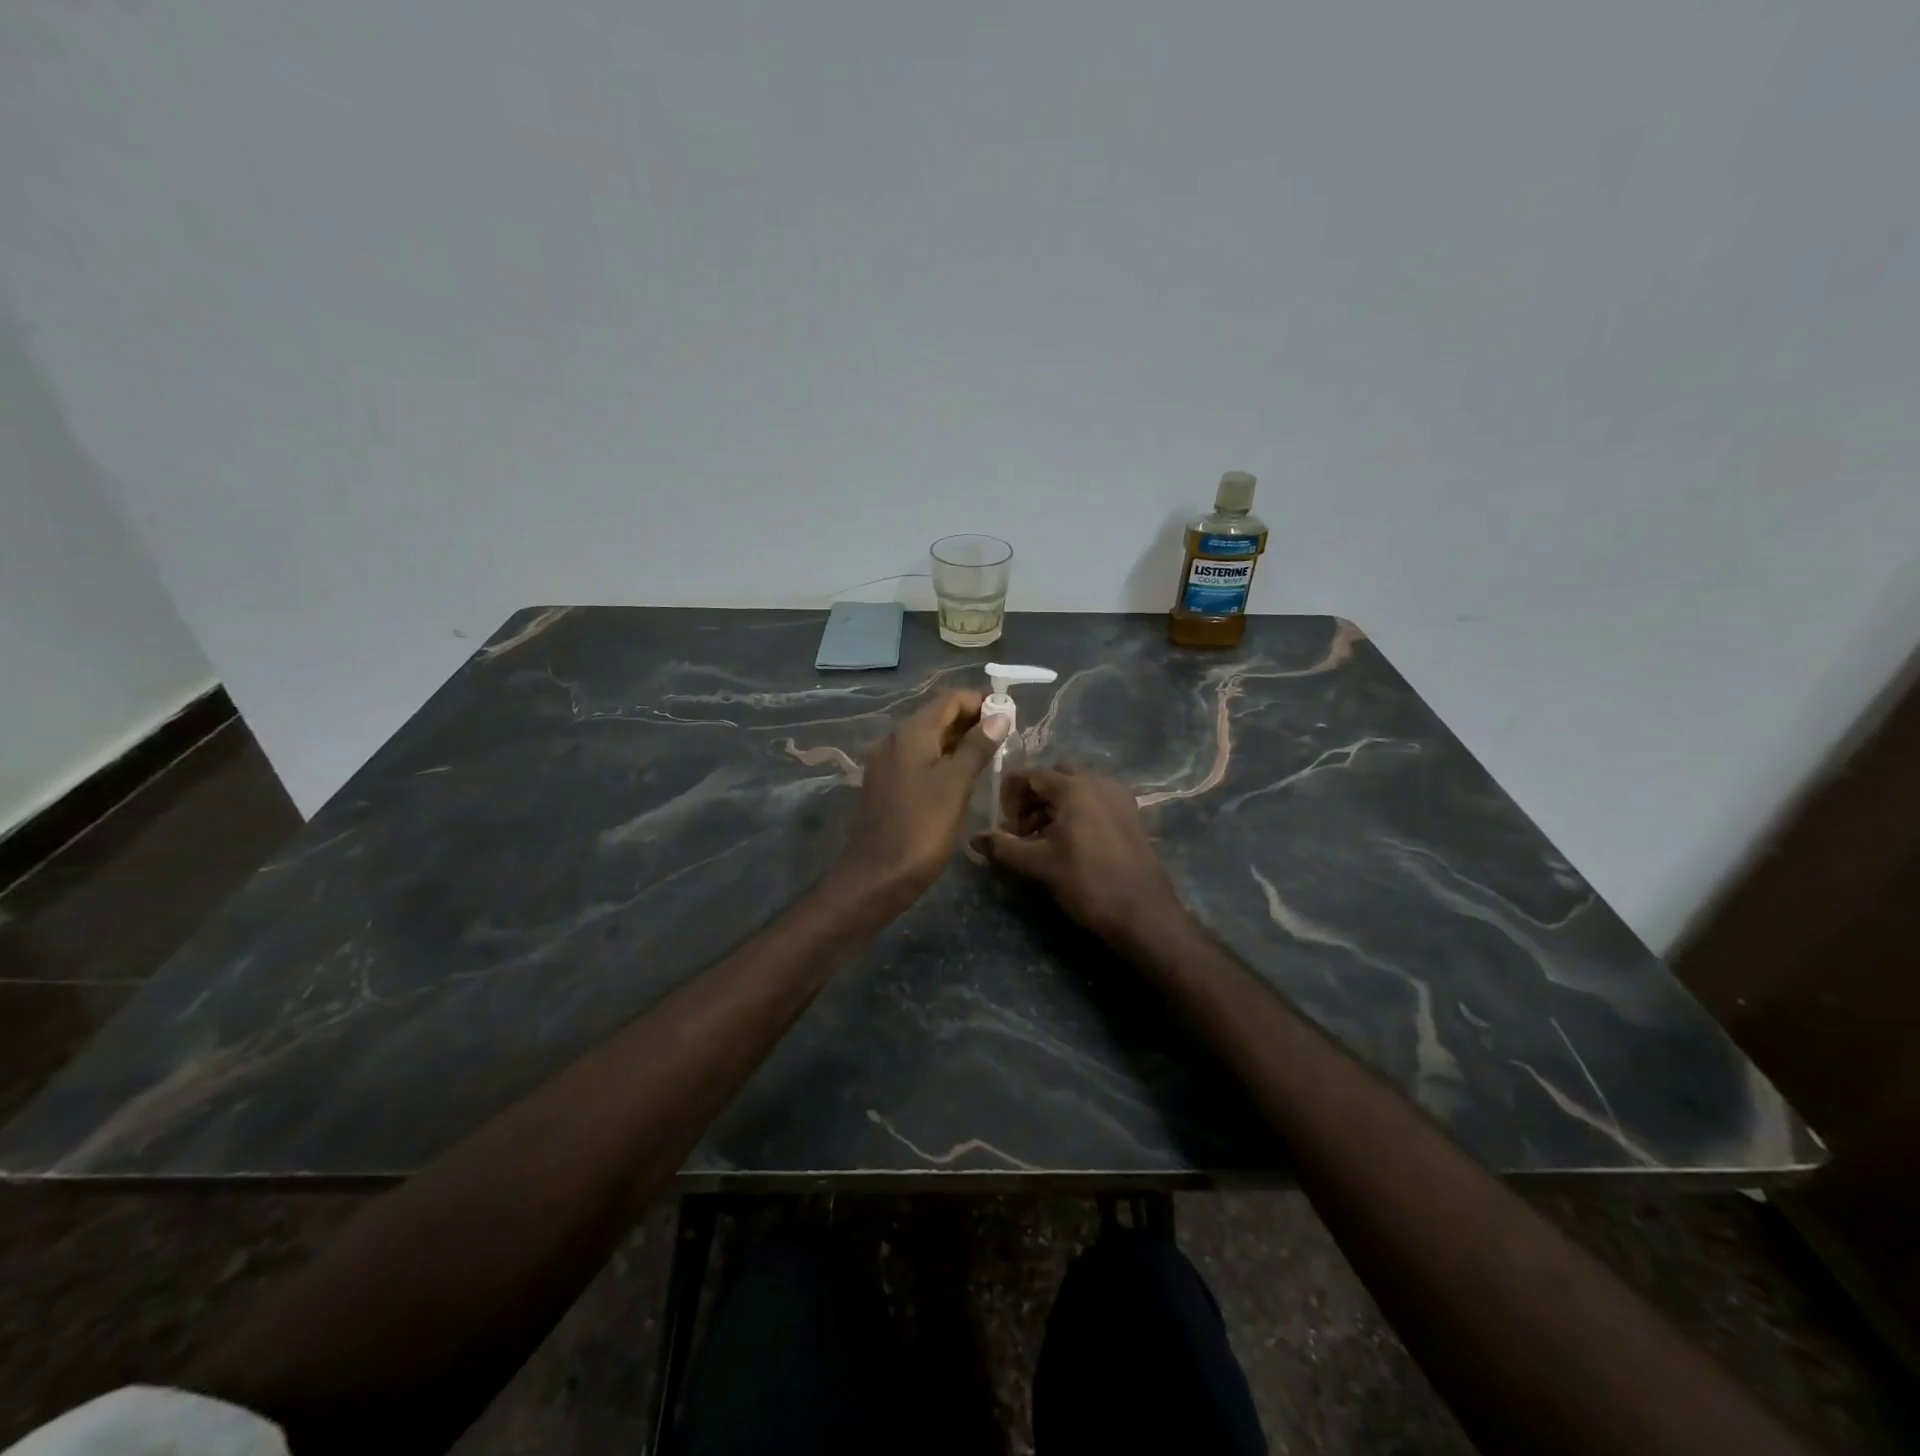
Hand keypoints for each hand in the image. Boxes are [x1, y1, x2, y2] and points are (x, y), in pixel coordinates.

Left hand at [841, 689, 1006, 899]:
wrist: (878, 874)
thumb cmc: (921, 826)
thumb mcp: (955, 784)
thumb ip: (977, 747)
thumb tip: (999, 716)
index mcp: (911, 732)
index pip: (950, 700)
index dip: (981, 701)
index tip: (1009, 715)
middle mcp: (895, 739)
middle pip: (938, 717)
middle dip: (972, 721)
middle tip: (1006, 737)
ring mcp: (888, 763)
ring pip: (929, 740)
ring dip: (959, 741)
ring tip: (991, 756)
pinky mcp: (887, 784)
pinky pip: (920, 760)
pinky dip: (943, 760)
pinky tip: (962, 777)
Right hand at [974, 768, 1183, 943]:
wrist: (1142, 911)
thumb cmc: (1087, 882)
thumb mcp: (1039, 865)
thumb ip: (1004, 847)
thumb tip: (974, 839)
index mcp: (1074, 787)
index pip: (1032, 775)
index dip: (1010, 793)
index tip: (1001, 820)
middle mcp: (1098, 782)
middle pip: (1055, 777)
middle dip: (1033, 797)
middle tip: (1020, 827)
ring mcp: (1118, 797)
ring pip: (1077, 788)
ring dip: (1054, 805)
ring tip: (1040, 838)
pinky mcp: (1130, 814)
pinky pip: (1095, 800)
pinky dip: (1076, 811)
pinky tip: (1068, 841)